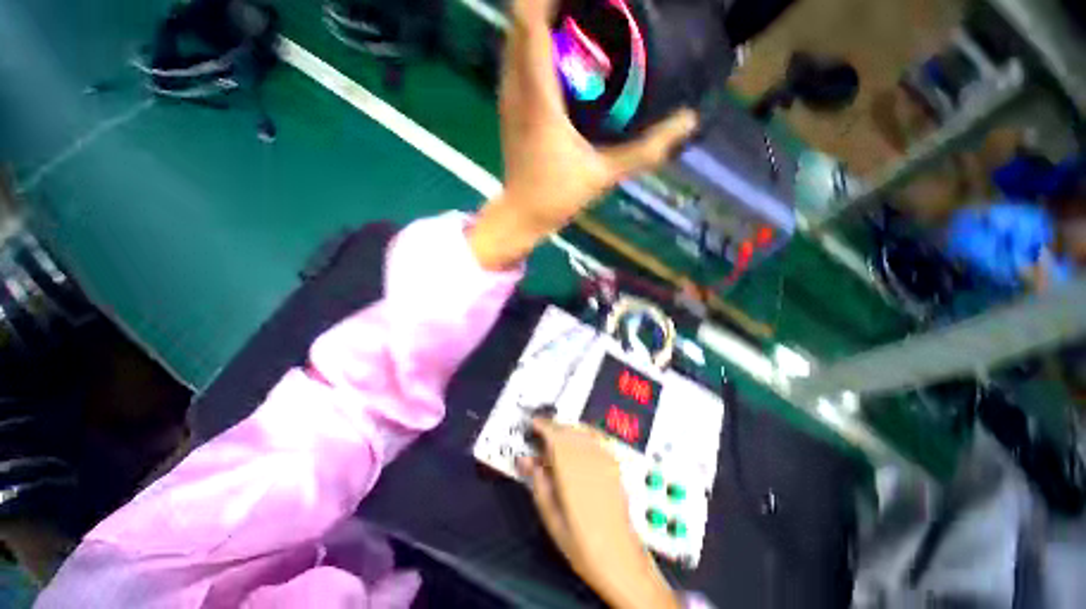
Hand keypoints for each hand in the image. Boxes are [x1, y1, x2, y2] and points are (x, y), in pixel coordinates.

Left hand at [469, 0, 696, 269]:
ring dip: (540, 19)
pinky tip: (560, 49)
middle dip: (549, 3)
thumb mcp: (603, 174)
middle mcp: (516, 88)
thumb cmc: (556, 197)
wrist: (521, 216)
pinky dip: (534, 42)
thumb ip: (644, 150)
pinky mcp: (509, 109)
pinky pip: (516, 60)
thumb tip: (688, 121)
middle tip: (587, 4)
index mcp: (538, 97)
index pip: (531, 23)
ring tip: (576, 16)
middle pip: (519, 22)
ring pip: (514, 39)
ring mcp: (508, 98)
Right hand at [517, 419, 679, 608]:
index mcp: (571, 472)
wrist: (620, 558)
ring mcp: (604, 461)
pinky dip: (582, 433)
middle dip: (552, 428)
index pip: (554, 436)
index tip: (533, 424)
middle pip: (568, 430)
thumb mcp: (552, 520)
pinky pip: (596, 437)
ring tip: (556, 439)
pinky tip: (577, 440)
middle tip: (541, 436)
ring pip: (582, 431)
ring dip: (566, 430)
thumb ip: (539, 485)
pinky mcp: (614, 464)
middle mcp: (589, 460)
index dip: (542, 426)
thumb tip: (528, 462)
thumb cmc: (582, 544)